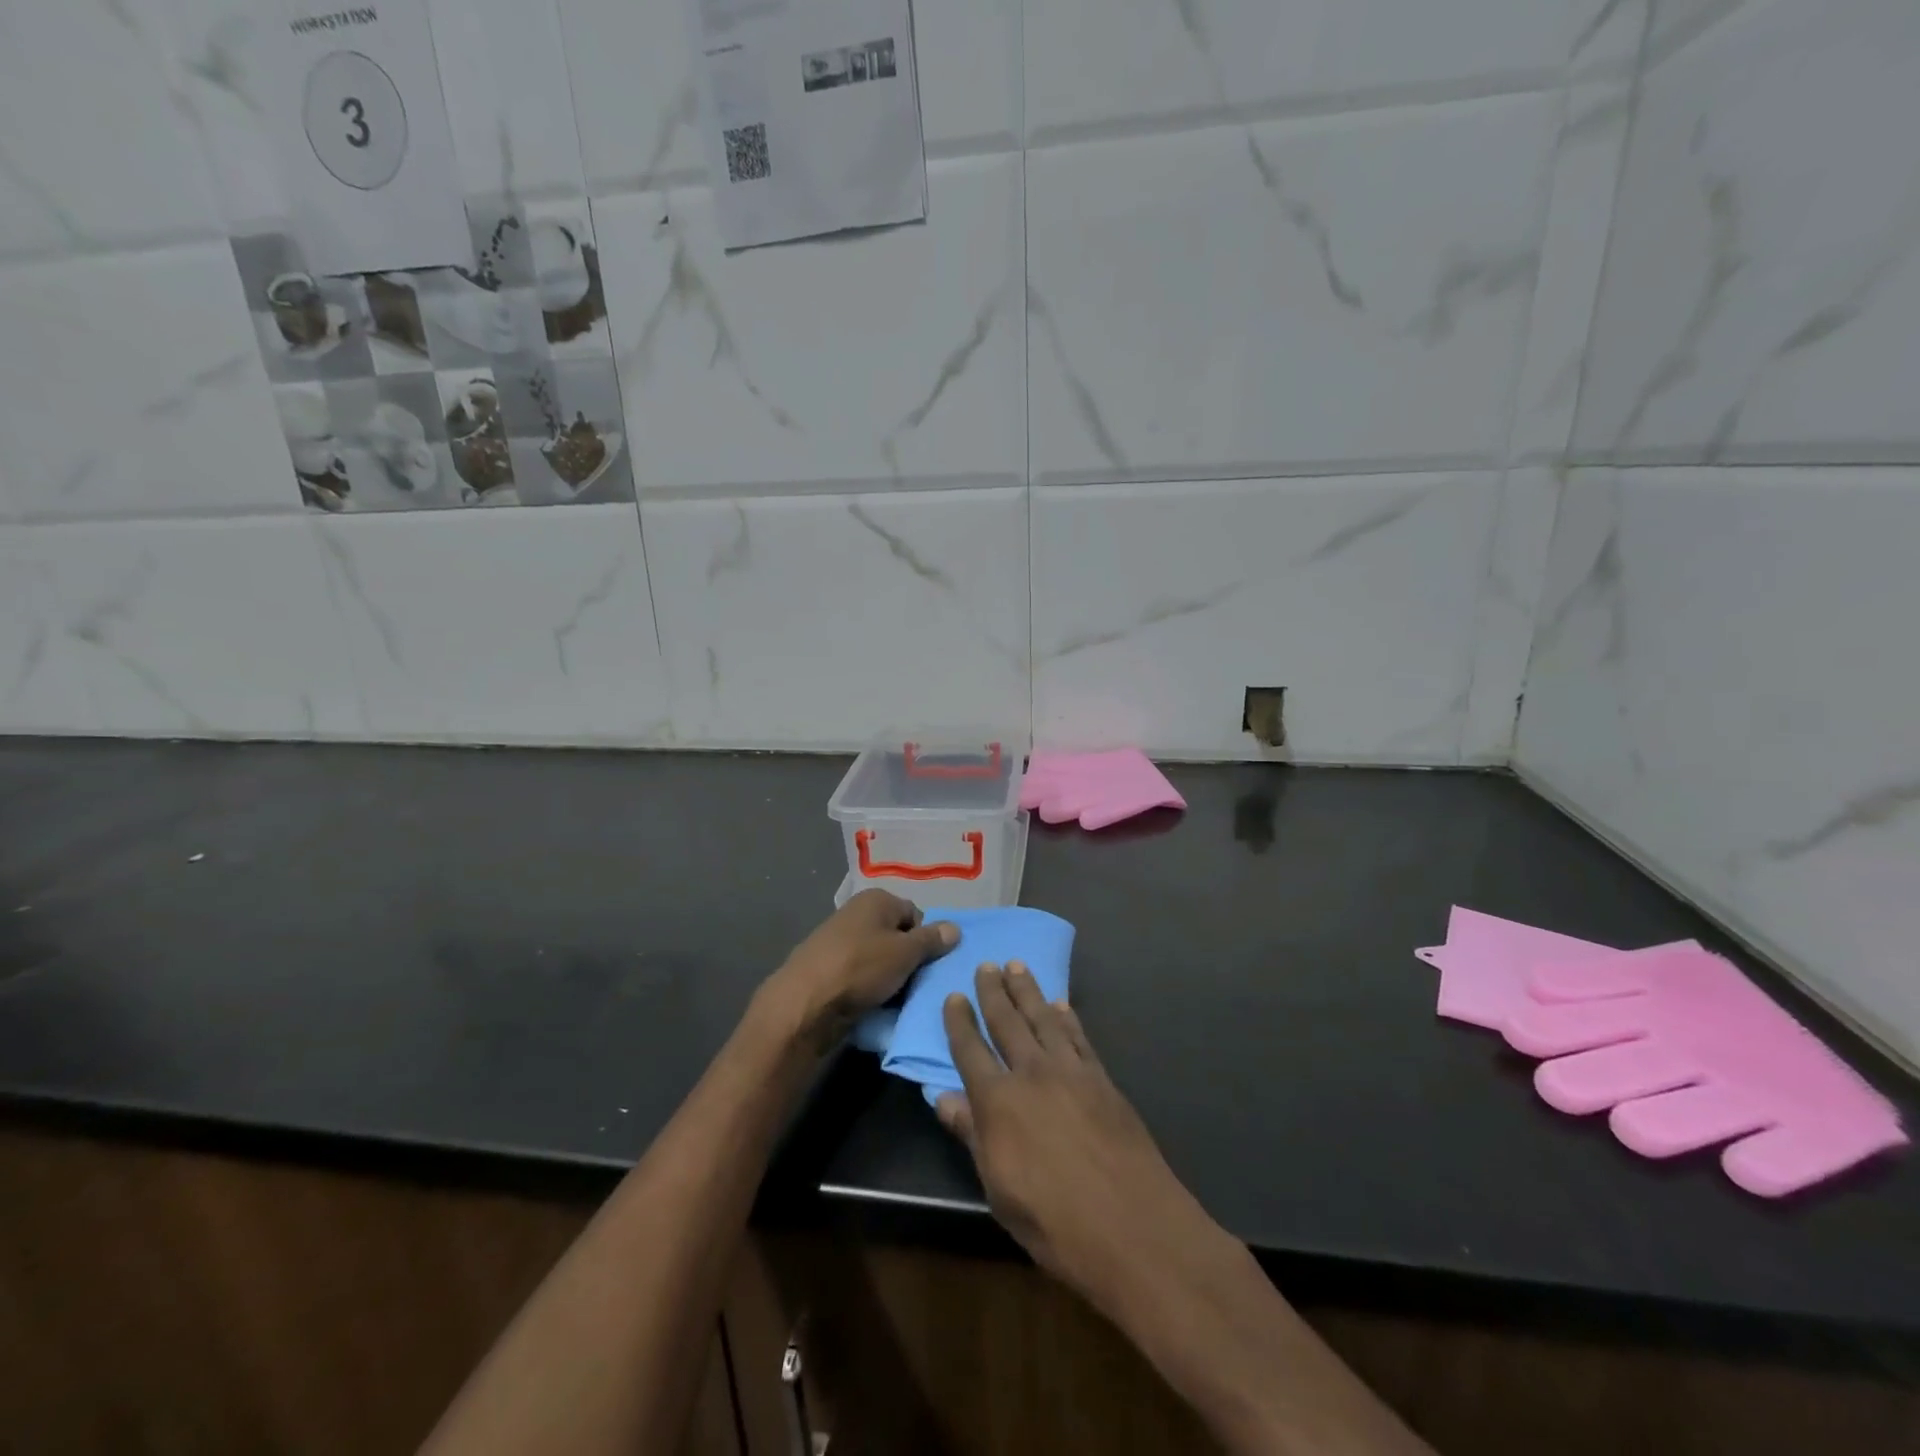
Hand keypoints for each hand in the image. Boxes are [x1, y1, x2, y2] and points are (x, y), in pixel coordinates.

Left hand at [767, 890, 956, 1045]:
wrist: (805, 1004)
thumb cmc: (860, 968)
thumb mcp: (905, 953)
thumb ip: (932, 940)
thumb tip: (955, 928)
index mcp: (875, 899)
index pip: (915, 914)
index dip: (925, 939)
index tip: (926, 964)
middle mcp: (856, 913)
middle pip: (897, 937)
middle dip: (909, 961)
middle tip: (916, 984)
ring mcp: (839, 942)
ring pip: (880, 959)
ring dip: (891, 978)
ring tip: (897, 1000)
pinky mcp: (828, 970)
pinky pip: (861, 976)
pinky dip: (870, 989)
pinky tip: (875, 1006)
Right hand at [938, 964, 1217, 1307]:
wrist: (1132, 1227)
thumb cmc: (1053, 1222)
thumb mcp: (998, 1189)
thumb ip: (971, 1136)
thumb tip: (942, 1097)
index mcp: (998, 1101)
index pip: (970, 1051)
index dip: (960, 1022)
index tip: (953, 996)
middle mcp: (1032, 1074)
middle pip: (1007, 1023)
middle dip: (994, 992)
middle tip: (987, 965)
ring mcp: (1071, 1072)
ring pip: (1043, 1019)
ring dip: (1029, 991)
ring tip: (1018, 966)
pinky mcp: (1102, 1079)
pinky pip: (1079, 1037)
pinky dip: (1067, 1017)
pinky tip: (1061, 1005)